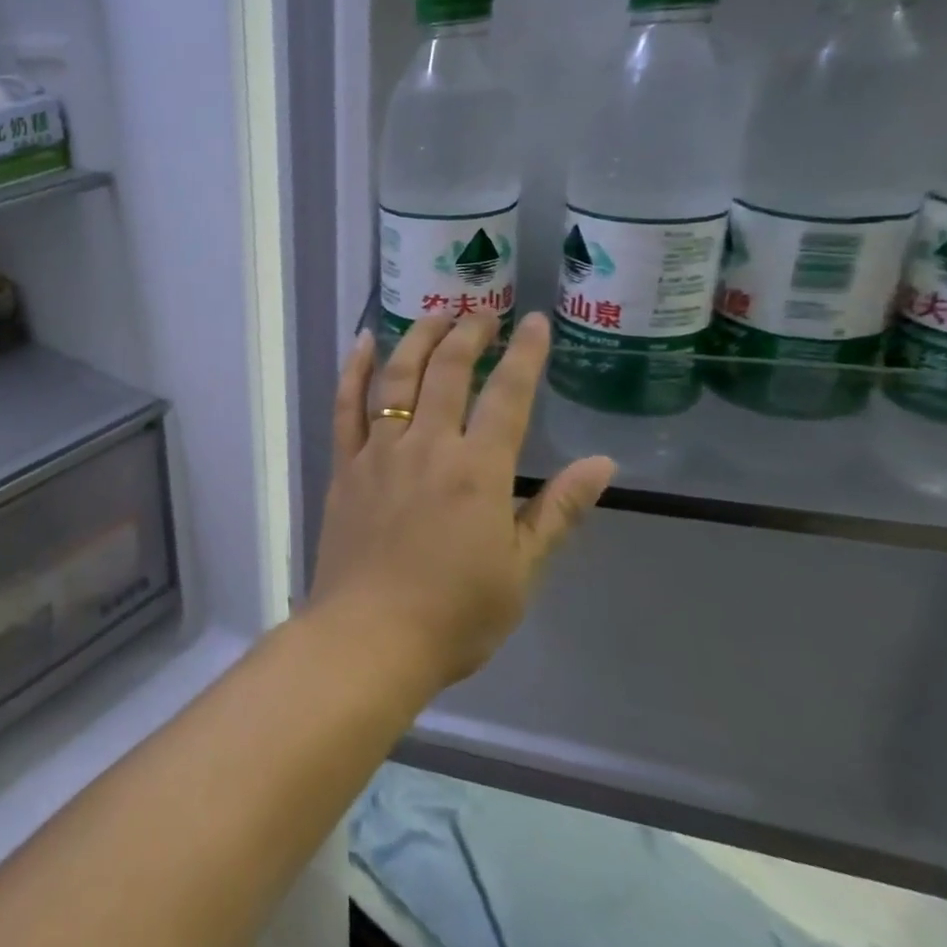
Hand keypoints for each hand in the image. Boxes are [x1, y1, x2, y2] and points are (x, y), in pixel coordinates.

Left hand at [307, 312, 615, 693]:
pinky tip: (362, 343)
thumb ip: (557, 512)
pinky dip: (353, 371)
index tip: (535, 323)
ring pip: (397, 379)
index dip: (525, 355)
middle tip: (482, 312)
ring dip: (416, 340)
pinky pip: (346, 407)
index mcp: (478, 470)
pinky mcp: (344, 465)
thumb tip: (602, 464)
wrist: (371, 634)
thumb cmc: (455, 613)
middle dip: (468, 335)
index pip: (508, 396)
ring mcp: (378, 452)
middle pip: (448, 373)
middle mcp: (427, 446)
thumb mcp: (522, 571)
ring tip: (433, 313)